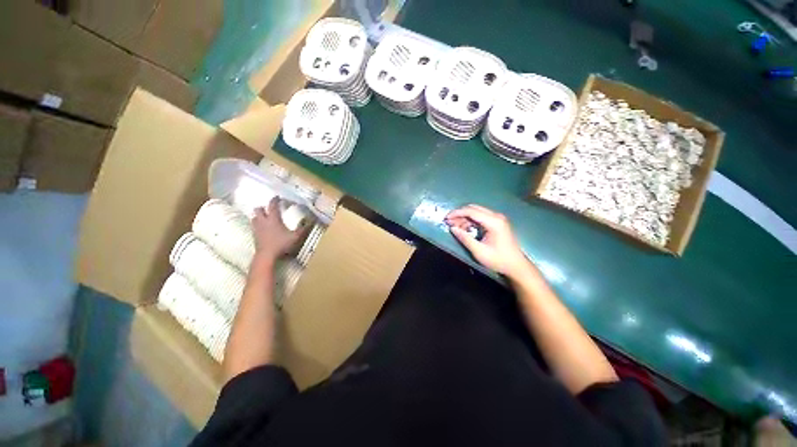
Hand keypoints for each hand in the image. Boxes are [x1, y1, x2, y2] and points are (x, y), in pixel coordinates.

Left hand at [251, 197, 307, 264]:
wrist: (266, 255)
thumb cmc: (281, 244)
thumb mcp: (295, 236)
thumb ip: (302, 229)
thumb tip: (311, 221)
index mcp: (273, 219)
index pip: (272, 206)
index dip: (275, 200)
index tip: (277, 197)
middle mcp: (263, 221)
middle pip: (258, 210)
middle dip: (263, 208)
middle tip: (269, 209)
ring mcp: (257, 228)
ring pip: (254, 218)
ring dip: (259, 216)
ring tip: (265, 218)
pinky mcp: (254, 236)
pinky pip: (254, 226)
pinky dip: (258, 225)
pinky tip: (263, 228)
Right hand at [445, 204, 529, 277]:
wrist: (516, 266)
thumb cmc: (498, 260)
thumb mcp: (479, 251)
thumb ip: (465, 238)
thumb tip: (452, 228)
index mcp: (493, 222)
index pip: (471, 211)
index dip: (457, 213)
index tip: (446, 218)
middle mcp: (496, 216)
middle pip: (473, 209)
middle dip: (459, 214)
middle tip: (448, 222)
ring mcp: (497, 218)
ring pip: (476, 212)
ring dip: (464, 218)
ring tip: (455, 227)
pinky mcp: (497, 222)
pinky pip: (480, 217)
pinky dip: (471, 221)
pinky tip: (464, 228)